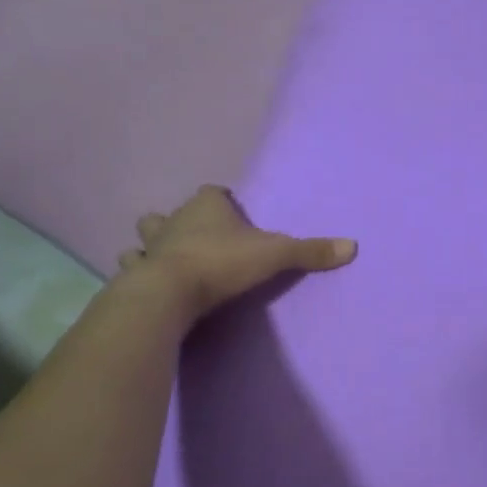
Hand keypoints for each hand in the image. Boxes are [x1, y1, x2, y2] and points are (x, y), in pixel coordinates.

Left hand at [116, 185, 356, 324]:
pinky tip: (148, 283)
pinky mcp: (135, 275)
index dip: (223, 201)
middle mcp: (174, 220)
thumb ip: (309, 251)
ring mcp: (151, 247)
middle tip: (198, 238)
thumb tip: (352, 246)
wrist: (169, 293)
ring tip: (169, 259)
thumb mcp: (274, 255)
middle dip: (181, 221)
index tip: (232, 213)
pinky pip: (134, 268)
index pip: (213, 192)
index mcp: (207, 207)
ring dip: (154, 245)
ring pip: (147, 238)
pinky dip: (140, 272)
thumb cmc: (221, 263)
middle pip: (172, 212)